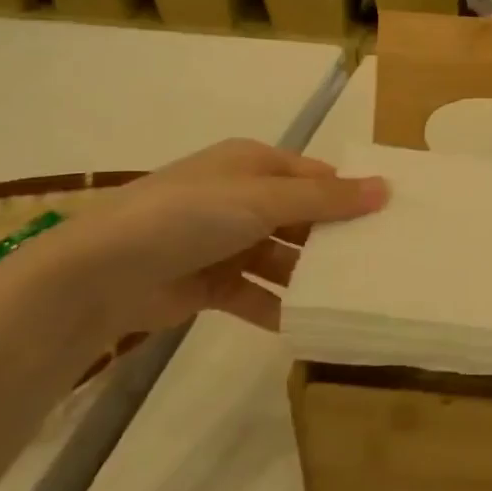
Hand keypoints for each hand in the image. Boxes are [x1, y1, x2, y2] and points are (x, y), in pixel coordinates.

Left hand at [32, 140, 387, 342]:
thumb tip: (386, 188)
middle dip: (334, 239)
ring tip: (352, 298)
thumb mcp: (264, 199)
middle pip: (301, 218)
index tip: (390, 219)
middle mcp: (241, 198)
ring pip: (282, 258)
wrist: (101, 273)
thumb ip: (326, 200)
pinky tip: (308, 325)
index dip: (350, 195)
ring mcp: (224, 241)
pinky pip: (256, 293)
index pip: (314, 177)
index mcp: (252, 165)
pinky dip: (278, 307)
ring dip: (308, 277)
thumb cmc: (190, 216)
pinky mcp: (210, 283)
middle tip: (379, 263)